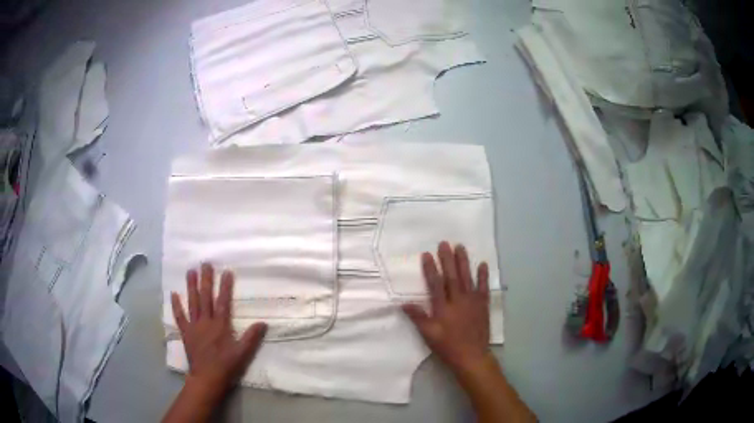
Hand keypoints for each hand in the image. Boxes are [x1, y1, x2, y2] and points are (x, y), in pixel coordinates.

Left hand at [171, 263, 266, 393]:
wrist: (207, 377)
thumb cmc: (226, 366)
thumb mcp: (243, 353)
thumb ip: (252, 337)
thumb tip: (263, 323)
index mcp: (220, 325)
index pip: (223, 302)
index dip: (225, 286)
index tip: (226, 271)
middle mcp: (206, 321)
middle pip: (205, 297)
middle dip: (206, 280)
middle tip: (205, 263)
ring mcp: (194, 326)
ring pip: (192, 302)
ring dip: (191, 286)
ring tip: (190, 271)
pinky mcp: (186, 332)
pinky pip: (180, 316)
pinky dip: (176, 305)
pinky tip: (173, 294)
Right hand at [402, 242, 490, 375]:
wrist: (472, 356)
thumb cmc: (448, 347)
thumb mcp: (429, 335)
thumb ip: (418, 318)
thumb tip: (403, 303)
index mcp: (443, 308)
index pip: (436, 284)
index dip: (431, 269)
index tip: (427, 254)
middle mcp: (458, 301)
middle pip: (452, 276)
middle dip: (447, 259)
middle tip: (444, 243)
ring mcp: (472, 302)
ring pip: (467, 278)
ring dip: (464, 262)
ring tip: (460, 247)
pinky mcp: (482, 305)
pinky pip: (483, 287)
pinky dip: (483, 276)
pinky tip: (482, 264)